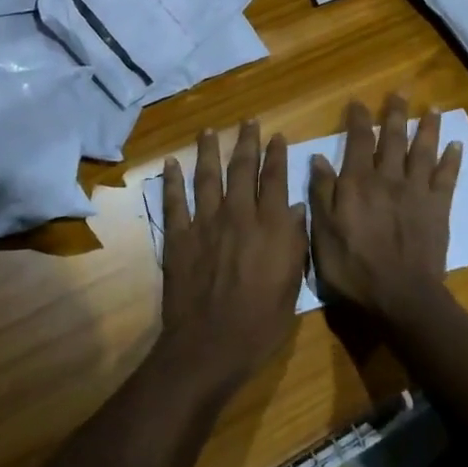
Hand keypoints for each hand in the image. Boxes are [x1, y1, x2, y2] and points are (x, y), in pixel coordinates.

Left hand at [158, 121, 308, 396]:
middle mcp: (238, 215)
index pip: (275, 179)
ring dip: (208, 151)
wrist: (211, 345)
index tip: (277, 136)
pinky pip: (174, 202)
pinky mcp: (179, 237)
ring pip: (207, 177)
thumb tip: (297, 206)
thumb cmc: (261, 321)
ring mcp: (205, 223)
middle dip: (247, 142)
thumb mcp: (292, 284)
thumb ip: (294, 241)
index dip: (277, 155)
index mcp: (270, 226)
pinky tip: (170, 163)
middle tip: (248, 121)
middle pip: (242, 169)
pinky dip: (172, 181)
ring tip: (209, 131)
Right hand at [308, 95, 462, 332]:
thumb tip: (319, 157)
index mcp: (358, 182)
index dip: (358, 120)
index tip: (358, 102)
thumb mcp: (323, 232)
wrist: (401, 295)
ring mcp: (416, 192)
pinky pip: (446, 177)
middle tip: (401, 92)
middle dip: (395, 114)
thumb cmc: (354, 267)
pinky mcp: (438, 208)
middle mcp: (388, 178)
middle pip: (393, 139)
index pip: (358, 141)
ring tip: (432, 109)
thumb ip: (322, 193)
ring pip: (422, 151)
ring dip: (427, 128)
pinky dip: (452, 159)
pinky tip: (457, 144)